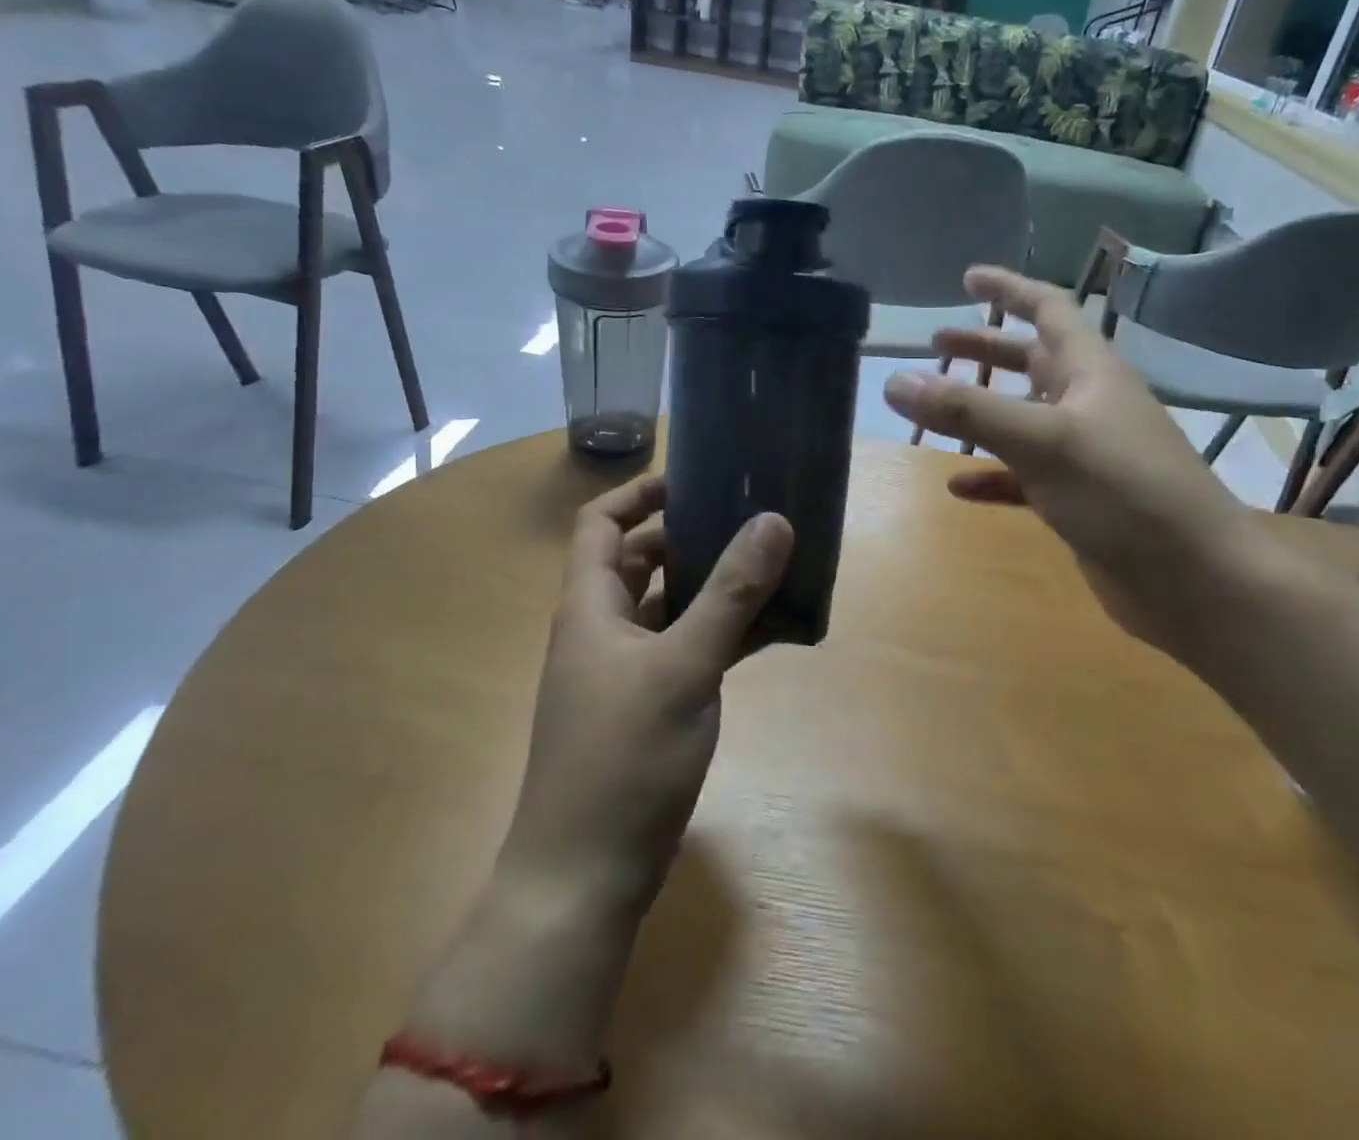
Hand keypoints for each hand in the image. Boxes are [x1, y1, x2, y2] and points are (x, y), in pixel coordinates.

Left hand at [499, 475, 793, 915]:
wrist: (584, 880)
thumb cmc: (622, 761)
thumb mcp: (682, 668)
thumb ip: (730, 595)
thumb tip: (774, 520)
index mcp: (590, 607)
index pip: (602, 524)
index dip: (641, 493)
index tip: (696, 478)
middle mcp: (603, 629)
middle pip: (641, 560)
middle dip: (691, 535)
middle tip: (749, 517)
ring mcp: (627, 671)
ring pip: (671, 606)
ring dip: (714, 585)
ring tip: (772, 563)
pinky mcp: (650, 706)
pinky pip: (689, 648)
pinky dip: (723, 632)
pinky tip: (772, 629)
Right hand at [884, 266, 1258, 640]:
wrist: (1193, 580)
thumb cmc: (1124, 493)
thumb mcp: (1042, 441)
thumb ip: (967, 410)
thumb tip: (894, 380)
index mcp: (1090, 371)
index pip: (1048, 309)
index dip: (1009, 289)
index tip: (968, 277)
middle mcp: (1088, 404)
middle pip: (1031, 360)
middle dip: (986, 349)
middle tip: (937, 343)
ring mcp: (1084, 454)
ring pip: (1023, 418)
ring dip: (981, 409)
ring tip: (934, 404)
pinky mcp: (1077, 499)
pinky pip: (1022, 476)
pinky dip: (990, 474)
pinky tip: (958, 486)